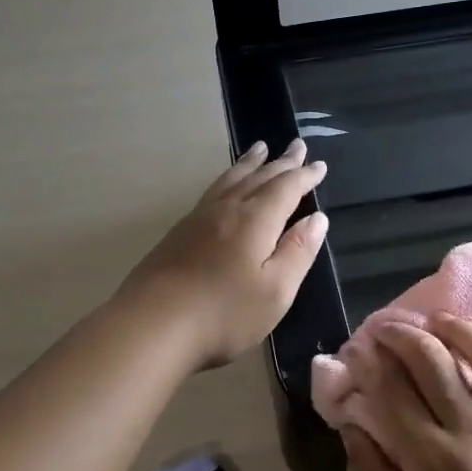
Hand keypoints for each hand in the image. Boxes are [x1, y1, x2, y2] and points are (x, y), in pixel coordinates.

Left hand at [118, 139, 329, 370]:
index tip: (320, 165)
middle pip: (258, 177)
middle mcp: (227, 209)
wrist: (151, 325)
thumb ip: (298, 252)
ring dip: (249, 163)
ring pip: (230, 180)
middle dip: (281, 162)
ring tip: (259, 149)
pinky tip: (224, 187)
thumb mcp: (275, 290)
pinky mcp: (178, 233)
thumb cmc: (223, 313)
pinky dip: (227, 179)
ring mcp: (198, 219)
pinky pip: (212, 191)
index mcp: (255, 220)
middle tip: (297, 145)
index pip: (286, 188)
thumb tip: (317, 219)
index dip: (304, 176)